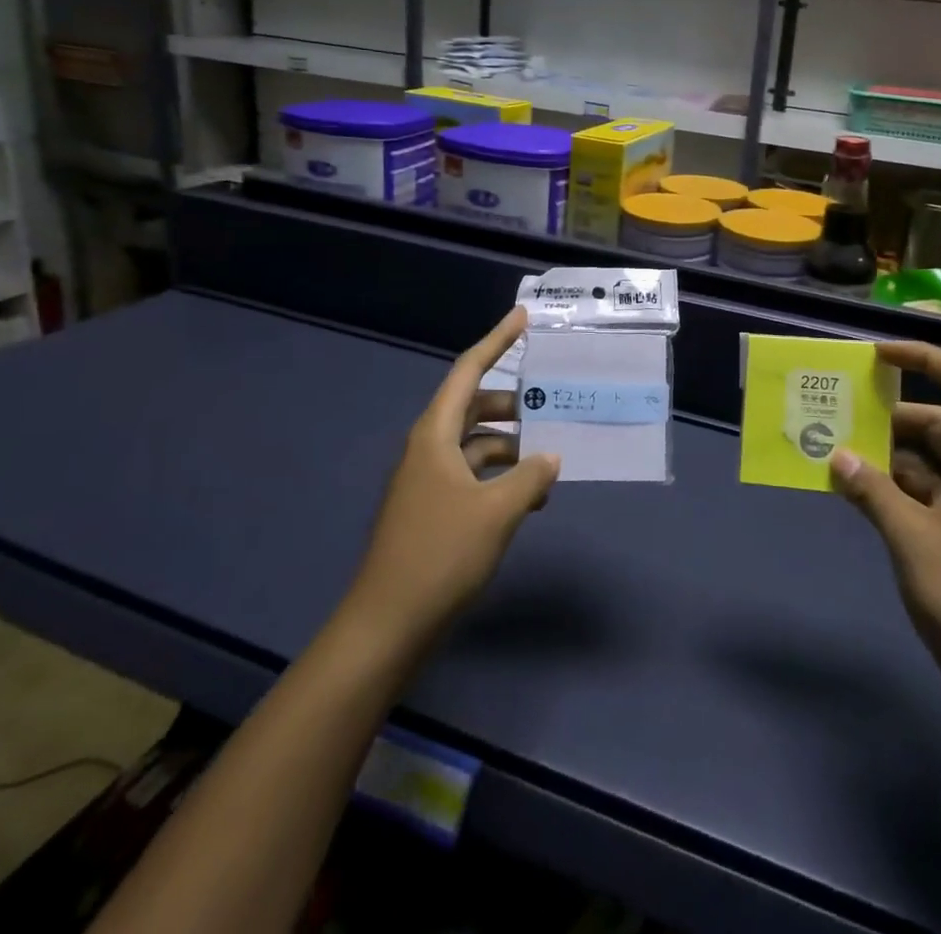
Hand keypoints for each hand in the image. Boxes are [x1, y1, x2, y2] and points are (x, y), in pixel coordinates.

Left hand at [345, 307, 558, 645]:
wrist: (388, 623)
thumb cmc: (441, 554)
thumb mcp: (497, 511)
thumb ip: (530, 477)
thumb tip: (552, 456)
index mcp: (436, 434)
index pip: (469, 370)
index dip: (496, 340)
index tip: (523, 316)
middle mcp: (429, 448)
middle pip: (475, 406)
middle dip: (514, 402)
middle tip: (552, 402)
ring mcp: (429, 480)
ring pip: (477, 444)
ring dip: (513, 446)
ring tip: (552, 458)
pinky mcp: (434, 508)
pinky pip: (474, 475)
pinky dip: (502, 476)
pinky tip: (531, 497)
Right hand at [830, 341, 940, 692]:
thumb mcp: (912, 538)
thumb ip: (872, 491)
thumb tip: (836, 454)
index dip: (926, 358)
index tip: (879, 355)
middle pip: (937, 421)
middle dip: (891, 413)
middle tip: (841, 411)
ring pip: (922, 460)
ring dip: (883, 453)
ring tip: (834, 449)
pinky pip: (915, 494)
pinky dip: (885, 487)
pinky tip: (850, 492)